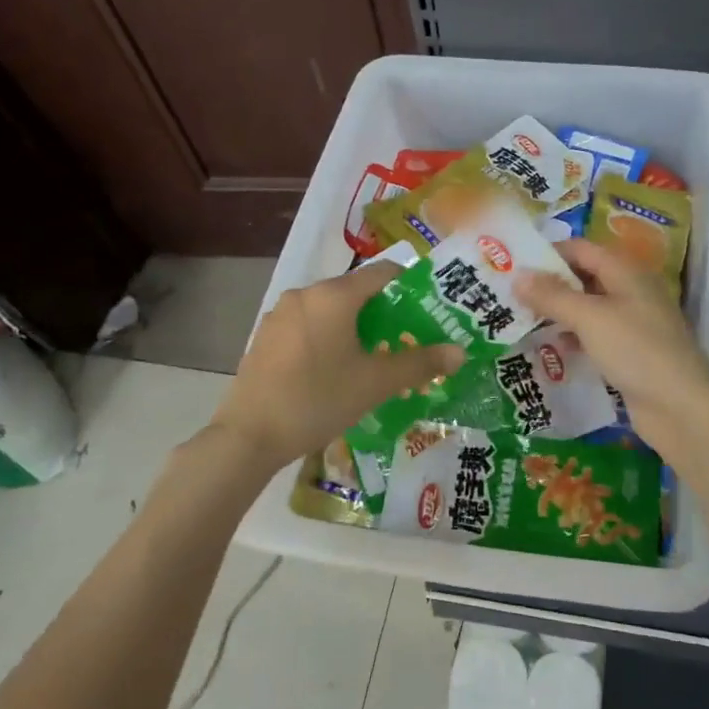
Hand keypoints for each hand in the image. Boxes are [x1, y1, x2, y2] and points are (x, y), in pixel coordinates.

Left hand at [213, 264, 463, 467]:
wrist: (249, 436)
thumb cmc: (318, 400)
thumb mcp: (376, 383)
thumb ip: (420, 363)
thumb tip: (459, 352)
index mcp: (334, 295)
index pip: (383, 273)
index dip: (411, 286)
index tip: (429, 310)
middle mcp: (306, 294)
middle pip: (356, 292)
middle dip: (385, 313)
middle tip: (407, 341)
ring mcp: (281, 315)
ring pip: (331, 311)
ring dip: (356, 328)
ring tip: (374, 360)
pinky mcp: (266, 337)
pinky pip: (309, 327)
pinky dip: (329, 338)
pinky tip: (335, 371)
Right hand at [515, 239, 708, 457]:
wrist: (680, 406)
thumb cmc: (635, 350)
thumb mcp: (589, 318)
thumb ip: (552, 296)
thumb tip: (518, 275)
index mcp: (625, 271)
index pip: (581, 248)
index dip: (548, 253)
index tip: (512, 265)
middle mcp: (631, 291)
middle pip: (584, 277)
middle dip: (549, 284)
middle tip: (508, 295)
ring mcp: (633, 323)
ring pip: (588, 308)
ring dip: (558, 313)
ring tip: (520, 321)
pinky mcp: (630, 352)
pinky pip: (595, 336)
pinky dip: (573, 338)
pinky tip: (550, 349)